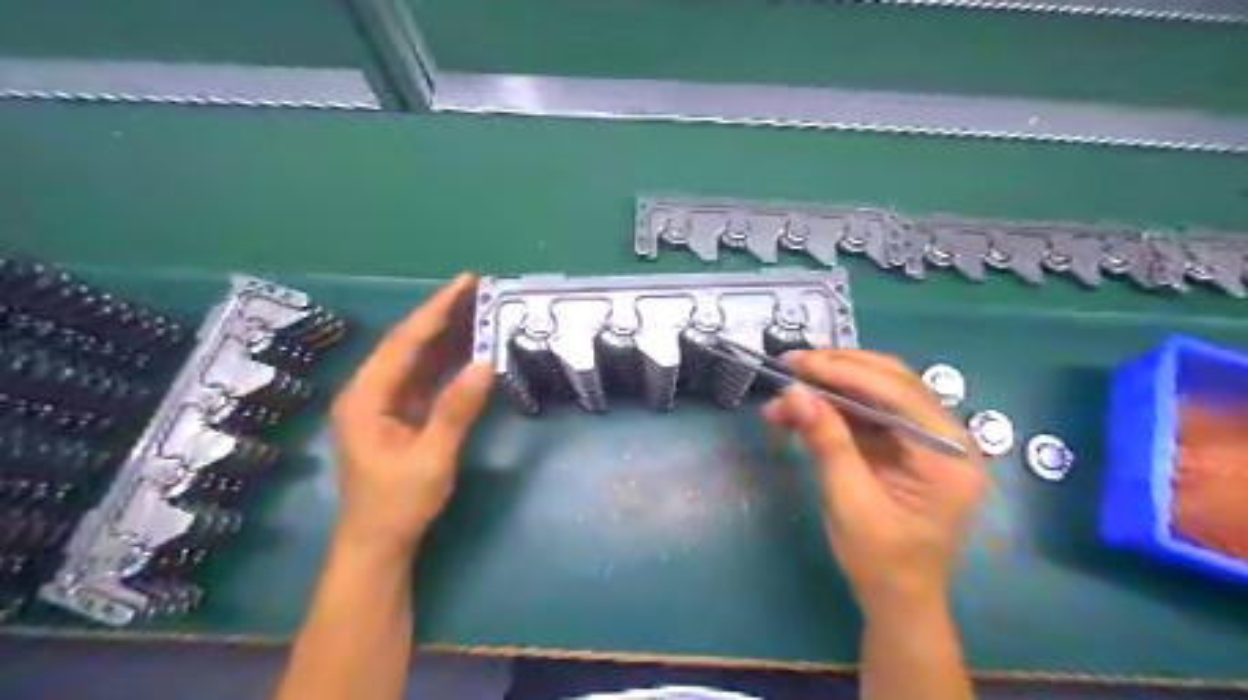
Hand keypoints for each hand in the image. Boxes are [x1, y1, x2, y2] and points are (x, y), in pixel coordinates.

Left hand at [332, 271, 497, 558]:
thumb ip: (456, 409)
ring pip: (416, 357)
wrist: (379, 543)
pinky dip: (447, 360)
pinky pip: (424, 377)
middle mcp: (370, 391)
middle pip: (408, 342)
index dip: (436, 310)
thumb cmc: (398, 503)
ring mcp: (384, 402)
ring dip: (446, 334)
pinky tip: (469, 348)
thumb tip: (485, 364)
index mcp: (366, 397)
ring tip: (478, 309)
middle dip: (441, 314)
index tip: (466, 283)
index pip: (404, 342)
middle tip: (477, 289)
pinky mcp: (399, 414)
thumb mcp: (431, 457)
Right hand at [762, 354, 984, 614]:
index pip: (898, 393)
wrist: (897, 600)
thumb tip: (796, 393)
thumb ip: (827, 442)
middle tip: (791, 364)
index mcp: (948, 455)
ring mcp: (926, 440)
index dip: (845, 371)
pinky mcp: (904, 445)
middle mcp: (946, 438)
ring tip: (786, 393)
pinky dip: (833, 407)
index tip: (798, 363)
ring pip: (877, 392)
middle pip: (892, 382)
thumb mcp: (850, 502)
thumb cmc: (881, 561)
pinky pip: (868, 413)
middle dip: (838, 369)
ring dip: (830, 388)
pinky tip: (800, 412)